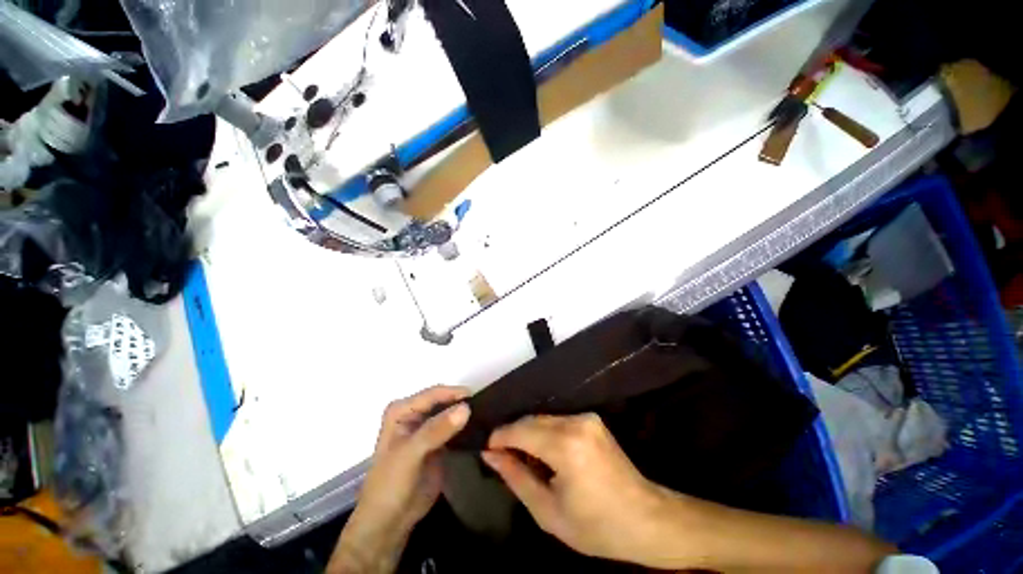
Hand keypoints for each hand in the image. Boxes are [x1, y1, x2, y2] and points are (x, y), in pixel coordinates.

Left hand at [329, 386, 470, 573]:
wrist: (390, 522)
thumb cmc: (391, 485)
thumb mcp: (410, 454)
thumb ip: (436, 430)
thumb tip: (465, 408)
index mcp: (402, 410)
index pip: (433, 394)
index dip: (454, 394)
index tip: (479, 398)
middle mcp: (415, 414)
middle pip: (444, 400)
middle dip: (462, 402)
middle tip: (486, 407)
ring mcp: (427, 428)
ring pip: (451, 413)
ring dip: (465, 414)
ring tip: (486, 415)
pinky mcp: (439, 442)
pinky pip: (455, 428)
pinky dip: (466, 427)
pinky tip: (480, 428)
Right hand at [482, 413, 672, 564]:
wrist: (647, 519)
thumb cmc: (596, 527)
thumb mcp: (548, 512)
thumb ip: (516, 477)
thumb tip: (490, 455)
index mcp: (565, 446)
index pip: (519, 430)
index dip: (499, 438)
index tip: (488, 451)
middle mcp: (575, 422)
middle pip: (531, 420)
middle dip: (513, 436)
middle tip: (503, 459)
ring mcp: (586, 418)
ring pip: (543, 419)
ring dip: (529, 435)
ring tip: (524, 460)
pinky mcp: (592, 419)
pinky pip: (557, 421)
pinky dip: (545, 433)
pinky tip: (545, 454)